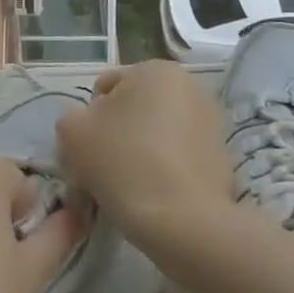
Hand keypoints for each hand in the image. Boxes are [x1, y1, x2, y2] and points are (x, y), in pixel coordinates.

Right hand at [56, 60, 236, 259]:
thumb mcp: (72, 132)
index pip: (105, 88)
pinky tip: (154, 197)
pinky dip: (164, 171)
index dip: (89, 119)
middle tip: (103, 169)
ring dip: (140, 152)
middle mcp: (189, 87)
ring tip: (129, 187)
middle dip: (117, 134)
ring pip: (157, 134)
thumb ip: (71, 118)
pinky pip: (178, 159)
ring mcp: (211, 124)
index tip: (88, 150)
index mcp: (155, 70)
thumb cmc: (123, 163)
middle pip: (134, 110)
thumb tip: (86, 126)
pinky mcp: (222, 159)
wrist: (182, 222)